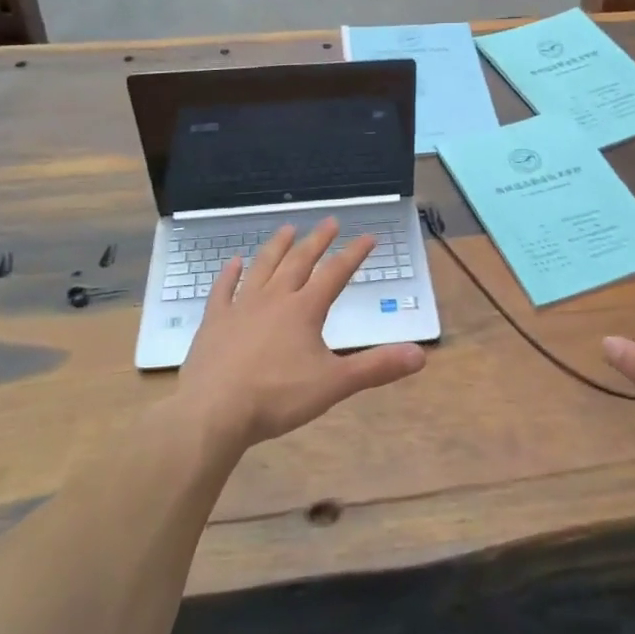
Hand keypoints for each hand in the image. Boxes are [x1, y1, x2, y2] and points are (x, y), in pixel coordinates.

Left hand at [176, 218, 426, 451]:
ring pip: (262, 267)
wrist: (213, 412)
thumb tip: (421, 355)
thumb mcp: (334, 384)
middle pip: (299, 262)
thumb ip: (376, 367)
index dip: (354, 254)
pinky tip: (234, 262)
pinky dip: (230, 273)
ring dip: (277, 247)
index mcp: (304, 310)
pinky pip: (223, 289)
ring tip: (287, 229)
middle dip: (318, 240)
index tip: (369, 236)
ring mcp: (240, 307)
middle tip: (330, 221)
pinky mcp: (214, 321)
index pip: (335, 274)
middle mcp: (274, 298)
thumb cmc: (278, 397)